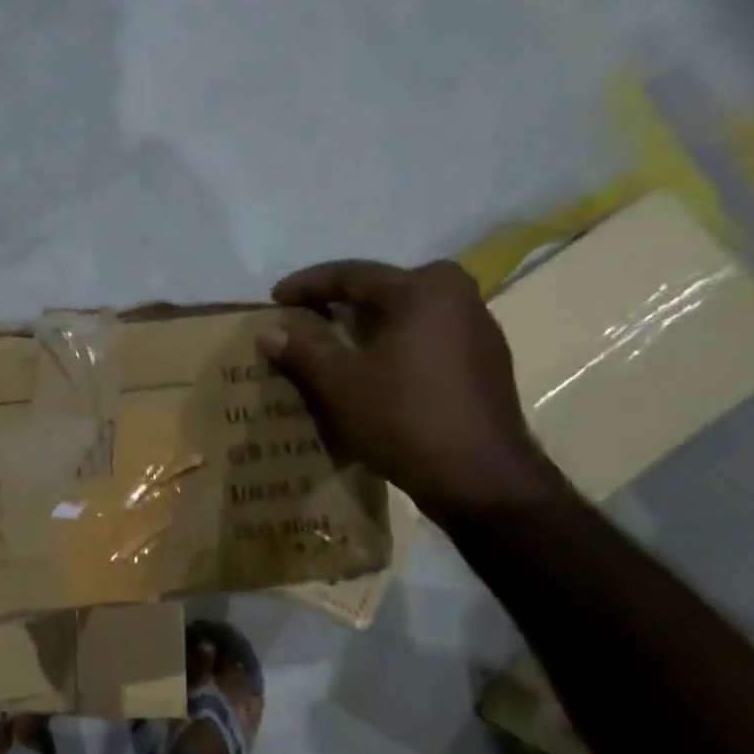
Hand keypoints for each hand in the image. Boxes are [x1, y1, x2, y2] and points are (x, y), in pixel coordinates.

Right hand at [259, 258, 561, 521]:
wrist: (481, 478)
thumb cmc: (403, 418)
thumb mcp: (340, 383)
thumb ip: (303, 350)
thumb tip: (268, 332)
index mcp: (421, 291)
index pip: (352, 274)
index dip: (308, 284)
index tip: (275, 298)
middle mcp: (457, 298)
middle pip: (387, 287)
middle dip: (345, 299)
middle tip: (311, 316)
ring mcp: (478, 330)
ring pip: (410, 312)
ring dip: (371, 323)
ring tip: (338, 343)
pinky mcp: (485, 363)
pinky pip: (428, 336)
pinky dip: (396, 343)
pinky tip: (376, 369)